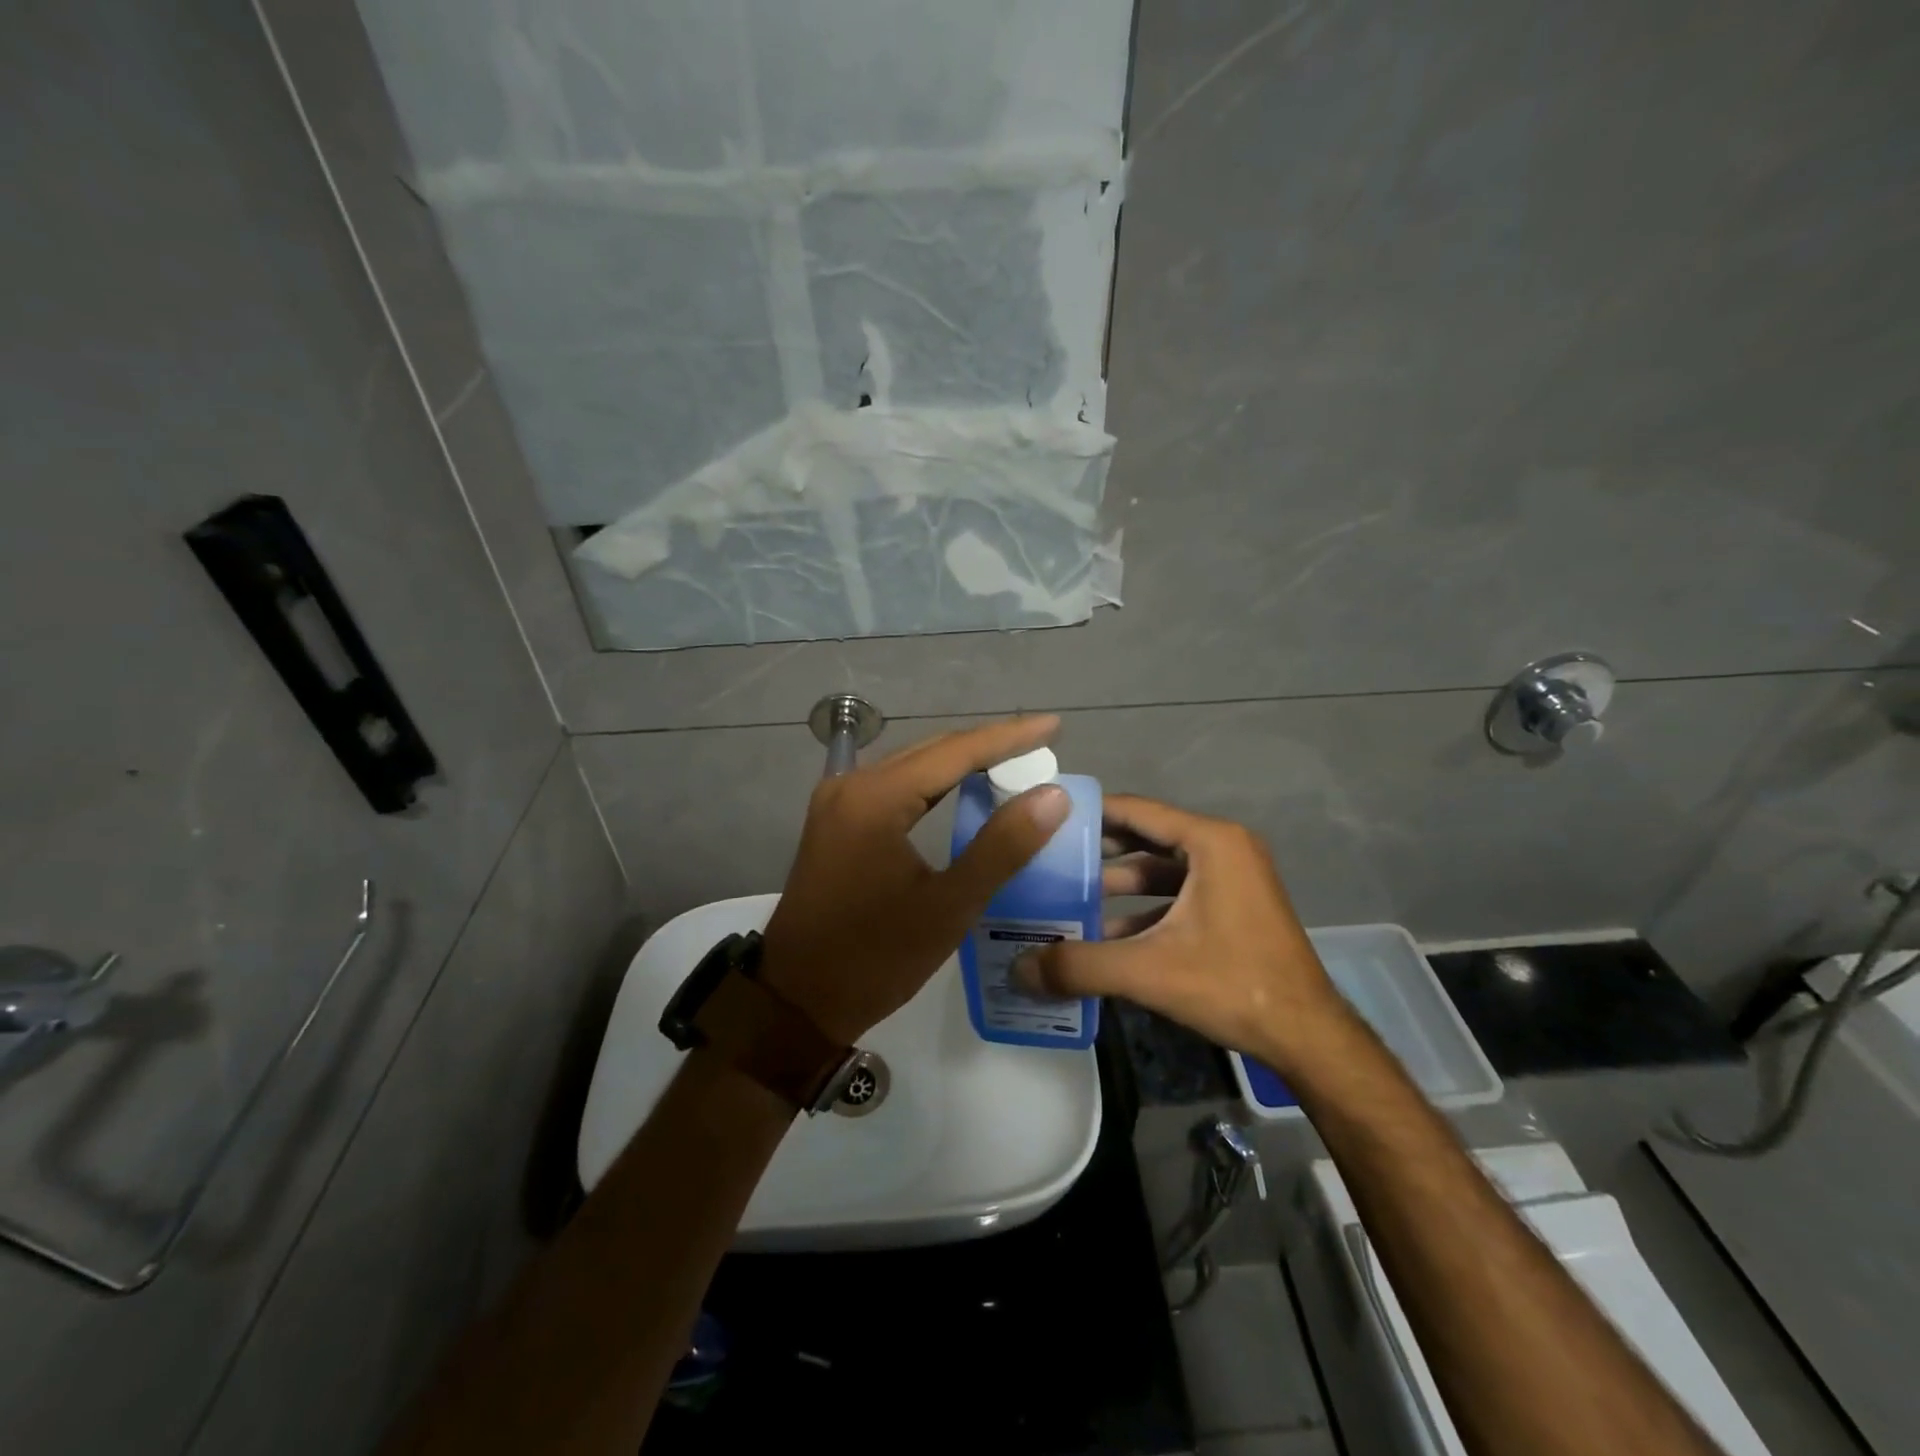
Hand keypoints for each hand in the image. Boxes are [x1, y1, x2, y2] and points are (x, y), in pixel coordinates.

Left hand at [758, 716, 1070, 1044]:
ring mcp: (837, 802)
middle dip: (988, 746)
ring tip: (1013, 762)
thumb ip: (1002, 846)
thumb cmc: (875, 958)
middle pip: (931, 751)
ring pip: (912, 767)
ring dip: (961, 764)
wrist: (797, 1000)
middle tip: (1040, 746)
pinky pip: (894, 787)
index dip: (1008, 737)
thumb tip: (1051, 795)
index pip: (955, 752)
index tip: (1053, 725)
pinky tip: (962, 791)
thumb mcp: (948, 906)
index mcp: (875, 798)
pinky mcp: (835, 822)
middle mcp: (851, 785)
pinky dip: (933, 785)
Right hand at [1013, 795, 1350, 1075]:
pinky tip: (1108, 934)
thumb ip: (1079, 965)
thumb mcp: (1148, 971)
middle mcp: (1224, 847)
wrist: (1307, 1036)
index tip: (1047, 821)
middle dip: (1098, 851)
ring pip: (1162, 868)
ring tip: (1069, 898)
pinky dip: (1144, 907)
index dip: (1090, 813)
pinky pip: (1179, 893)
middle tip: (1049, 861)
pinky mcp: (1235, 905)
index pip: (1136, 810)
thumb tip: (1018, 968)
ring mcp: (1233, 877)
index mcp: (1210, 842)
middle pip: (1146, 836)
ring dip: (1118, 883)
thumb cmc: (1232, 985)